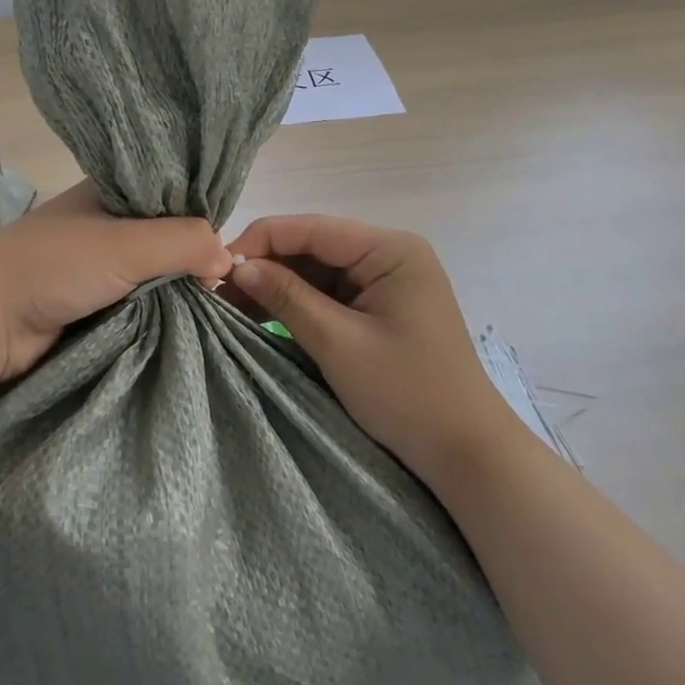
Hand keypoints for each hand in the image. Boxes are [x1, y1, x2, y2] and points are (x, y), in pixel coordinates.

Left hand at [0, 180, 233, 384]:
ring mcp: (97, 263)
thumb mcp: (127, 244)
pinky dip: (158, 309)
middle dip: (192, 257)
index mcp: (111, 190)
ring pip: (153, 271)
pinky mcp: (91, 300)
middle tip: (223, 284)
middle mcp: (107, 221)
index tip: (229, 245)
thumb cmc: (56, 265)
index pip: (172, 193)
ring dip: (176, 288)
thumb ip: (182, 242)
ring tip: (213, 304)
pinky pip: (138, 300)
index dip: (201, 215)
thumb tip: (227, 258)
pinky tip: (185, 318)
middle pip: (165, 234)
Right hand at [226, 214, 507, 486]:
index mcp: (390, 249)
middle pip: (314, 246)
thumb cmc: (407, 394)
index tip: (217, 266)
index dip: (261, 241)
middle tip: (219, 292)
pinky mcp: (380, 307)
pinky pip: (330, 294)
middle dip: (267, 266)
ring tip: (232, 306)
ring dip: (278, 286)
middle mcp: (389, 254)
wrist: (468, 455)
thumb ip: (287, 298)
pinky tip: (264, 316)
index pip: (313, 228)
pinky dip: (298, 305)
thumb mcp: (339, 344)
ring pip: (318, 270)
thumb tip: (238, 266)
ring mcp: (386, 281)